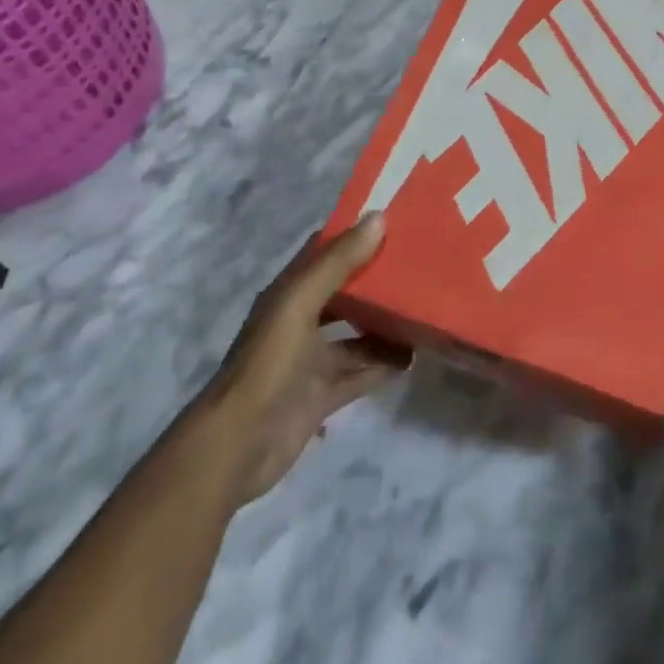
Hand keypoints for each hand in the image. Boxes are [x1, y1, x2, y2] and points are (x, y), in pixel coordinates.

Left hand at [204, 214, 411, 502]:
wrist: (237, 446)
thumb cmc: (267, 364)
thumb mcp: (300, 304)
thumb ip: (337, 263)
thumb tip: (379, 218)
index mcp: (289, 293)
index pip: (324, 252)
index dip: (354, 234)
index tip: (394, 219)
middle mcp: (302, 320)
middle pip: (346, 292)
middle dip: (378, 279)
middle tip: (421, 263)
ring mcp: (312, 359)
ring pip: (358, 334)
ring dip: (386, 323)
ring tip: (425, 308)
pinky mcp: (324, 394)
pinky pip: (363, 371)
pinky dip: (386, 364)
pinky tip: (415, 355)